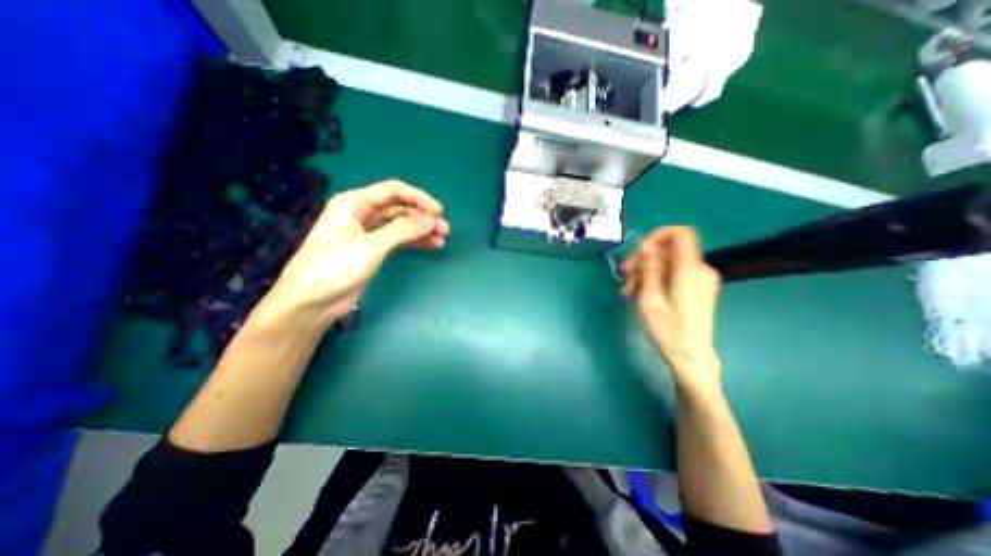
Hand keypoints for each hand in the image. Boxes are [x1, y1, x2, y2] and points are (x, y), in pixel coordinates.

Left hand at [261, 180, 451, 326]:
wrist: (311, 302)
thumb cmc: (335, 267)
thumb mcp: (371, 246)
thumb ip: (403, 230)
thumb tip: (431, 220)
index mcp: (354, 203)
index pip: (393, 191)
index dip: (419, 198)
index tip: (439, 212)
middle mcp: (361, 213)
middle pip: (398, 207)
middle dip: (422, 216)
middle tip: (444, 229)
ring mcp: (366, 232)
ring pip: (400, 224)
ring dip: (421, 230)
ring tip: (441, 239)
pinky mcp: (371, 249)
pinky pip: (397, 239)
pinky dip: (413, 241)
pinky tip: (429, 245)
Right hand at [622, 225, 724, 386]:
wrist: (692, 357)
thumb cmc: (668, 330)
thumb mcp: (650, 299)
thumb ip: (650, 268)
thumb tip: (646, 245)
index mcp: (689, 270)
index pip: (681, 233)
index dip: (658, 235)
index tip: (639, 251)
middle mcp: (700, 269)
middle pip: (670, 249)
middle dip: (644, 258)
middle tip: (625, 275)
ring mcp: (701, 279)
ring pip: (669, 262)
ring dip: (647, 271)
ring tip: (629, 290)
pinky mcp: (698, 288)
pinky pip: (675, 273)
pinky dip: (657, 278)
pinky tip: (641, 293)